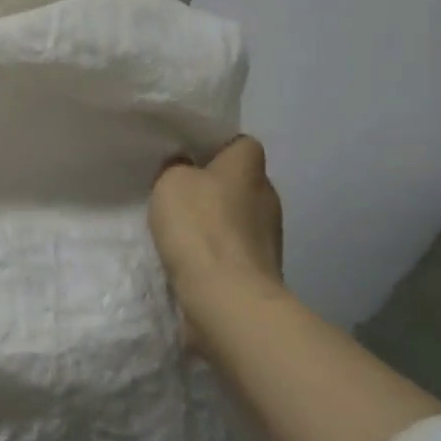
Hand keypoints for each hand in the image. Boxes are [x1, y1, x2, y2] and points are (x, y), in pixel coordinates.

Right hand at [148, 136, 285, 351]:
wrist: (227, 296)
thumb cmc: (200, 227)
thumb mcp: (171, 181)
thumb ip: (177, 168)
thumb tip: (184, 168)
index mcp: (249, 167)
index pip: (240, 144)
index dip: (215, 147)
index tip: (187, 157)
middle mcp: (267, 197)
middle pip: (239, 182)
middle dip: (213, 187)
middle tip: (177, 195)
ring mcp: (269, 236)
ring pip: (237, 218)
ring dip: (215, 223)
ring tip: (179, 231)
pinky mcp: (261, 269)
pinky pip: (234, 250)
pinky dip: (216, 252)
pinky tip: (190, 259)